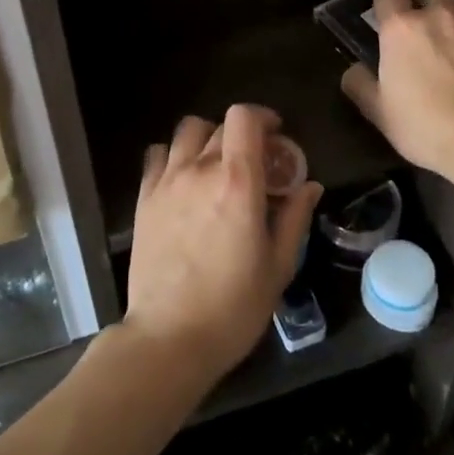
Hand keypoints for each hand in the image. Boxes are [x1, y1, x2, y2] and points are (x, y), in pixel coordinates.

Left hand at [124, 104, 322, 386]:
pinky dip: (174, 155)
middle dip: (241, 135)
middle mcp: (199, 170)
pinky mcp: (144, 198)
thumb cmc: (234, 306)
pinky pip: (157, 155)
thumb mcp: (278, 265)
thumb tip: (309, 185)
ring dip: (206, 139)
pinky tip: (184, 179)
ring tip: (216, 165)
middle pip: (219, 126)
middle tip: (254, 162)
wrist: (170, 337)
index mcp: (238, 182)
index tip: (275, 135)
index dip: (261, 117)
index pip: (243, 118)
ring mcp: (167, 182)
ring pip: (186, 132)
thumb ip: (294, 217)